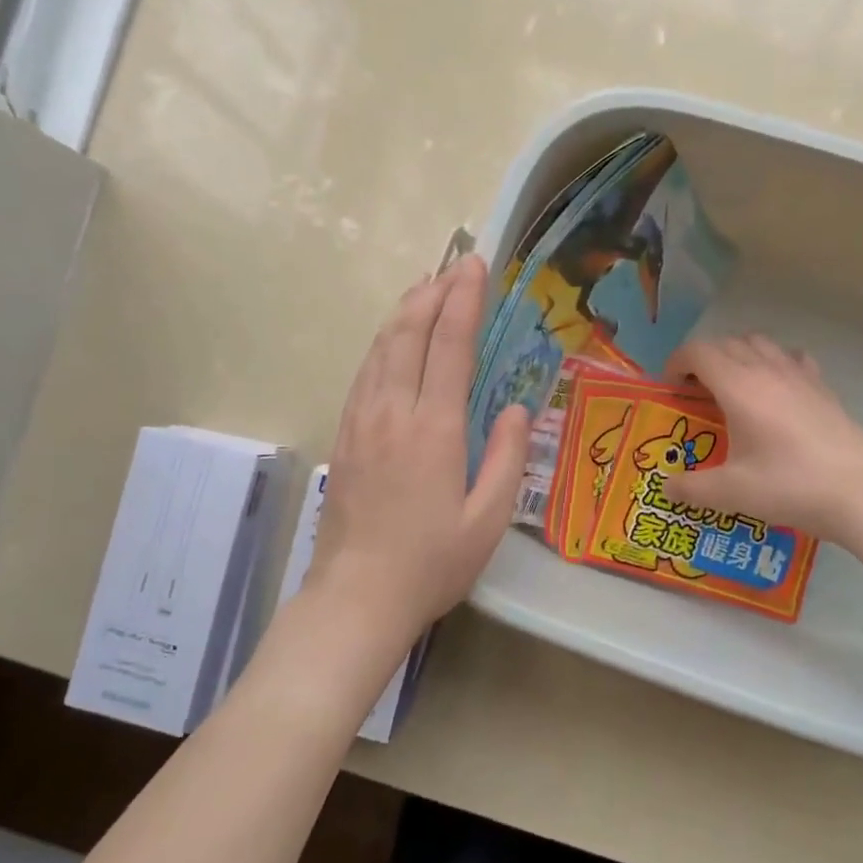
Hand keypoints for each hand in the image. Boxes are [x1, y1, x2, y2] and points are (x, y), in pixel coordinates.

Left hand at [306, 256, 529, 646]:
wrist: (357, 597)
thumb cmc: (431, 563)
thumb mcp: (488, 519)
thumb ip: (508, 457)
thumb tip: (517, 408)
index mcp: (434, 428)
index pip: (450, 345)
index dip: (463, 300)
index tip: (475, 265)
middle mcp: (393, 412)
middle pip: (409, 333)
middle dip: (433, 292)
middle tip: (454, 265)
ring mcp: (362, 420)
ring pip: (380, 347)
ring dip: (404, 310)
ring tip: (424, 285)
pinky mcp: (345, 434)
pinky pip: (364, 372)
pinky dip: (382, 342)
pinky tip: (392, 337)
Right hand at [664, 334, 862, 540]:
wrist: (860, 493)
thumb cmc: (789, 486)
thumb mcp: (731, 493)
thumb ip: (691, 488)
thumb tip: (667, 487)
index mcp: (738, 387)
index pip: (698, 352)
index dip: (676, 363)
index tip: (670, 388)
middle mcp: (767, 370)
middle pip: (727, 342)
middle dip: (703, 360)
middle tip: (695, 392)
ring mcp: (800, 375)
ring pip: (760, 343)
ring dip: (737, 355)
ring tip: (732, 386)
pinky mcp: (823, 388)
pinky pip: (791, 357)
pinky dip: (774, 362)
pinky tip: (776, 389)